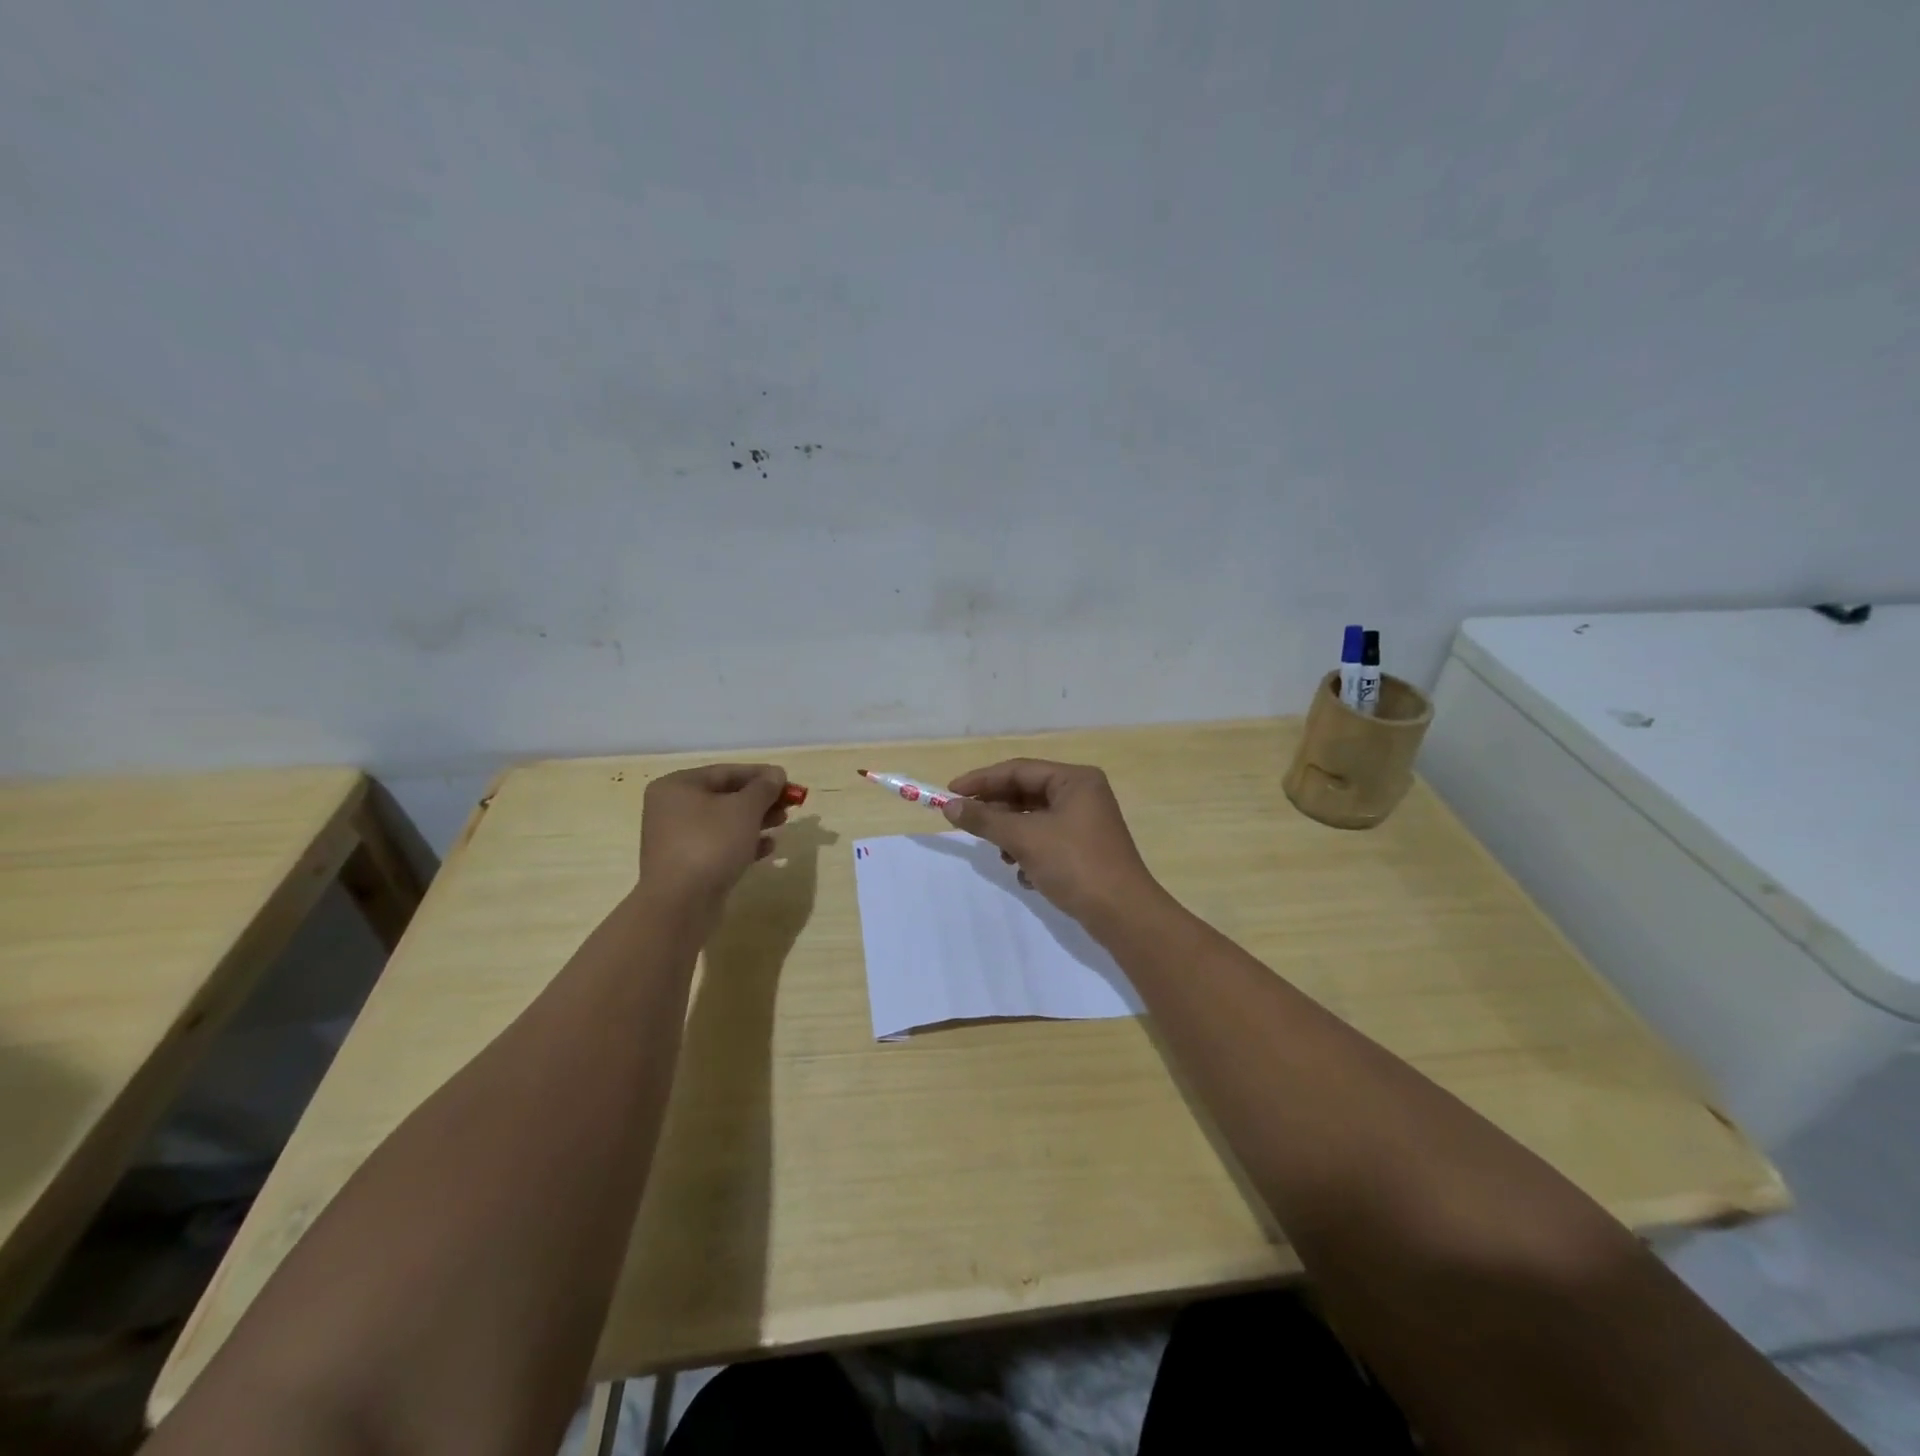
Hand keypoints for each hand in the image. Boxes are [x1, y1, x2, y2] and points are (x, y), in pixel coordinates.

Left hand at [638, 763, 789, 920]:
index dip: (761, 775)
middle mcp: (672, 809)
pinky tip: (768, 848)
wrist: (680, 904)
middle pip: (725, 796)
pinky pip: (719, 846)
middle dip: (760, 800)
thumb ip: (763, 788)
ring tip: (782, 824)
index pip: (726, 772)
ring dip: (755, 821)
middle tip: (789, 805)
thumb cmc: (711, 844)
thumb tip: (776, 774)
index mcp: (678, 786)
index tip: (788, 782)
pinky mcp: (687, 865)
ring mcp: (678, 839)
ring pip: (724, 822)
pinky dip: (743, 843)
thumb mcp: (744, 809)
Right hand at [940, 759, 1162, 927]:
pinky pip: (1046, 840)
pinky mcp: (1084, 849)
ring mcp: (1085, 822)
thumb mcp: (1024, 839)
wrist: (1123, 914)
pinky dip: (1029, 852)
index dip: (981, 780)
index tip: (949, 794)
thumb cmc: (1075, 865)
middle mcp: (1082, 794)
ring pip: (1034, 819)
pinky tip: (1023, 874)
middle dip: (996, 811)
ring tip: (1000, 855)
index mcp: (1075, 780)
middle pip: (1026, 793)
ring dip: (1011, 835)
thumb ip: (985, 820)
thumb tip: (950, 806)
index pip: (1018, 770)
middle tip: (965, 822)